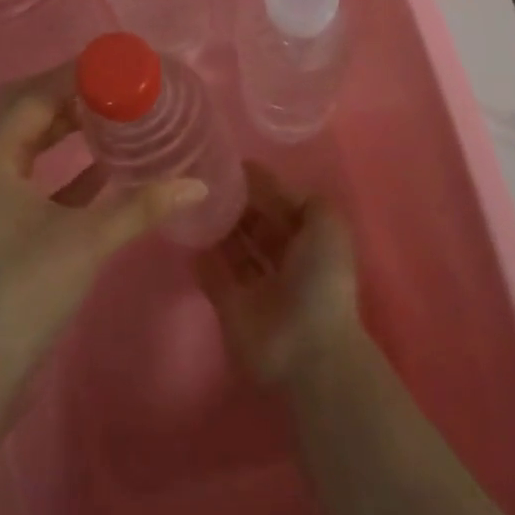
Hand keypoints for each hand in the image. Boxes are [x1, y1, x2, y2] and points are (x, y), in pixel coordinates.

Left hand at [0, 69, 206, 392]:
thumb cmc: (25, 290)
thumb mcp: (87, 241)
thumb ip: (142, 207)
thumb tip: (198, 183)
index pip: (34, 96)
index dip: (73, 75)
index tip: (116, 63)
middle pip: (26, 111)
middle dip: (68, 93)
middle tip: (114, 83)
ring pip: (30, 143)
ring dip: (66, 126)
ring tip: (113, 113)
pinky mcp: (3, 224)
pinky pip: (36, 176)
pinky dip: (67, 165)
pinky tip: (105, 166)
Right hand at [196, 165, 361, 386]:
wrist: (306, 349)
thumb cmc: (321, 279)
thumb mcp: (327, 223)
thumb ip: (301, 198)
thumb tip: (267, 184)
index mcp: (310, 240)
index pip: (282, 205)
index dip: (261, 186)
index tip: (230, 164)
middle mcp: (284, 260)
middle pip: (256, 224)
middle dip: (236, 203)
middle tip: (206, 179)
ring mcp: (256, 286)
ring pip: (234, 248)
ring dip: (218, 226)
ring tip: (194, 199)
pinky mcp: (231, 307)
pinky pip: (213, 276)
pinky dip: (202, 257)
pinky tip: (187, 232)